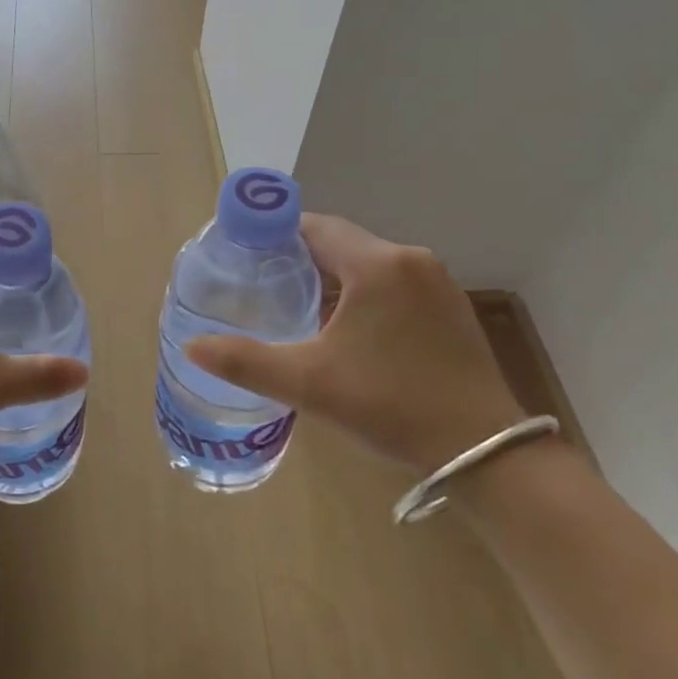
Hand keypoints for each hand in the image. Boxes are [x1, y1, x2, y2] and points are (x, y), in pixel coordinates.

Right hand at [185, 215, 523, 473]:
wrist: (485, 452)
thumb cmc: (390, 406)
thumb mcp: (308, 384)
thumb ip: (245, 361)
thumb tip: (192, 347)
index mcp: (376, 265)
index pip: (313, 226)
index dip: (273, 232)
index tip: (243, 251)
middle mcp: (410, 259)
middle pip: (340, 241)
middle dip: (298, 255)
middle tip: (261, 281)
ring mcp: (437, 282)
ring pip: (367, 262)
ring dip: (331, 275)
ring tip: (294, 303)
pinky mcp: (450, 307)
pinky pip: (392, 282)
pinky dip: (362, 291)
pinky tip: (345, 326)